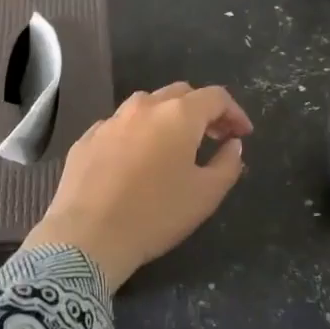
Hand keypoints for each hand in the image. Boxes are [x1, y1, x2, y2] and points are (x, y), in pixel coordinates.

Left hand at [23, 83, 252, 288]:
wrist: (88, 235)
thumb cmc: (155, 214)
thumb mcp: (206, 195)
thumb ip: (228, 164)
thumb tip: (233, 144)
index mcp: (177, 115)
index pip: (215, 97)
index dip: (234, 112)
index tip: (242, 135)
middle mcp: (143, 106)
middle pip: (180, 93)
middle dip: (202, 110)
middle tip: (214, 136)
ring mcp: (111, 120)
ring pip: (147, 105)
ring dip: (168, 117)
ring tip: (175, 145)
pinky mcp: (87, 138)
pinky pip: (120, 125)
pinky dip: (137, 133)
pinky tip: (137, 159)